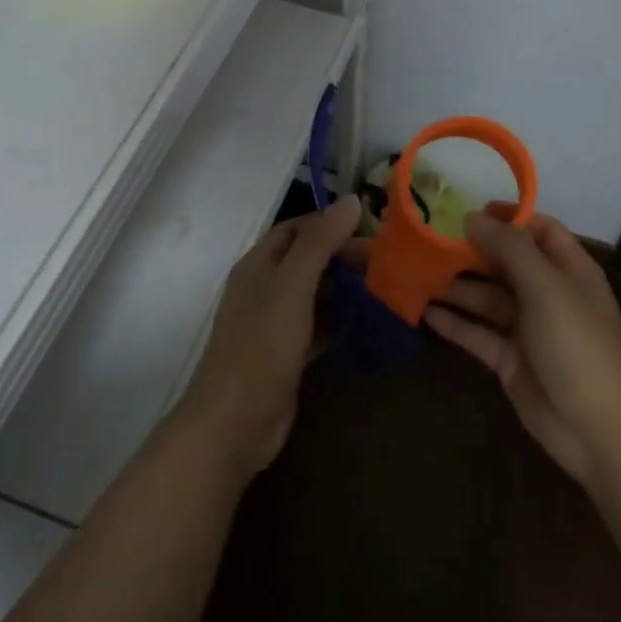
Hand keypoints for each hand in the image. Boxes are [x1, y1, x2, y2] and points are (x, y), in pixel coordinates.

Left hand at [173, 197, 362, 479]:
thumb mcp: (292, 286)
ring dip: (344, 289)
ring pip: (313, 295)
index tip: (370, 227)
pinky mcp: (285, 355)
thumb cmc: (262, 345)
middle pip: (306, 261)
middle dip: (342, 257)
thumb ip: (320, 243)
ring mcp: (273, 324)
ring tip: (386, 288)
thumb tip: (350, 200)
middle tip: (386, 263)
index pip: (295, 229)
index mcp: (257, 265)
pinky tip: (367, 323)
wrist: (235, 421)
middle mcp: (263, 289)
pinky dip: (339, 321)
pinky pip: (316, 327)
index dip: (329, 224)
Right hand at [427, 209, 620, 485]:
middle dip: (473, 252)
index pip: (540, 230)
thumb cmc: (576, 344)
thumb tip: (473, 218)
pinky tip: (423, 311)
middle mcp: (549, 294)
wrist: (595, 426)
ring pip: (488, 299)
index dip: (509, 217)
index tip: (469, 211)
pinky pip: (478, 333)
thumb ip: (510, 248)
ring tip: (418, 273)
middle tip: (430, 241)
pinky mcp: (510, 360)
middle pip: (507, 263)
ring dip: (457, 286)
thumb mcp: (546, 287)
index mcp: (570, 270)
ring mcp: (528, 329)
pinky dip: (454, 323)